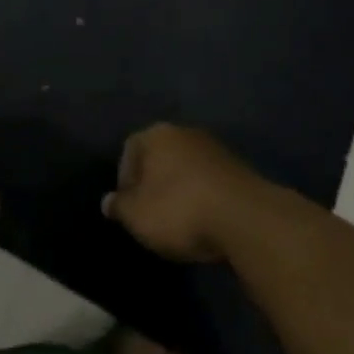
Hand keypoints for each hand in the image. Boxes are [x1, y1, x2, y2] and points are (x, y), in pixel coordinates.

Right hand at [102, 124, 275, 263]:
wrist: (245, 217)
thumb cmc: (180, 210)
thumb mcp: (138, 216)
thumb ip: (120, 207)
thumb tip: (108, 202)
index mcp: (156, 134)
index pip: (130, 150)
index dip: (125, 179)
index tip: (129, 208)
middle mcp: (184, 132)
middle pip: (160, 155)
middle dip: (154, 182)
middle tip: (152, 213)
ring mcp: (214, 148)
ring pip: (186, 167)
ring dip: (180, 189)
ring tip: (180, 220)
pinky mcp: (238, 168)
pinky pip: (209, 180)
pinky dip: (203, 196)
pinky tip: (205, 220)